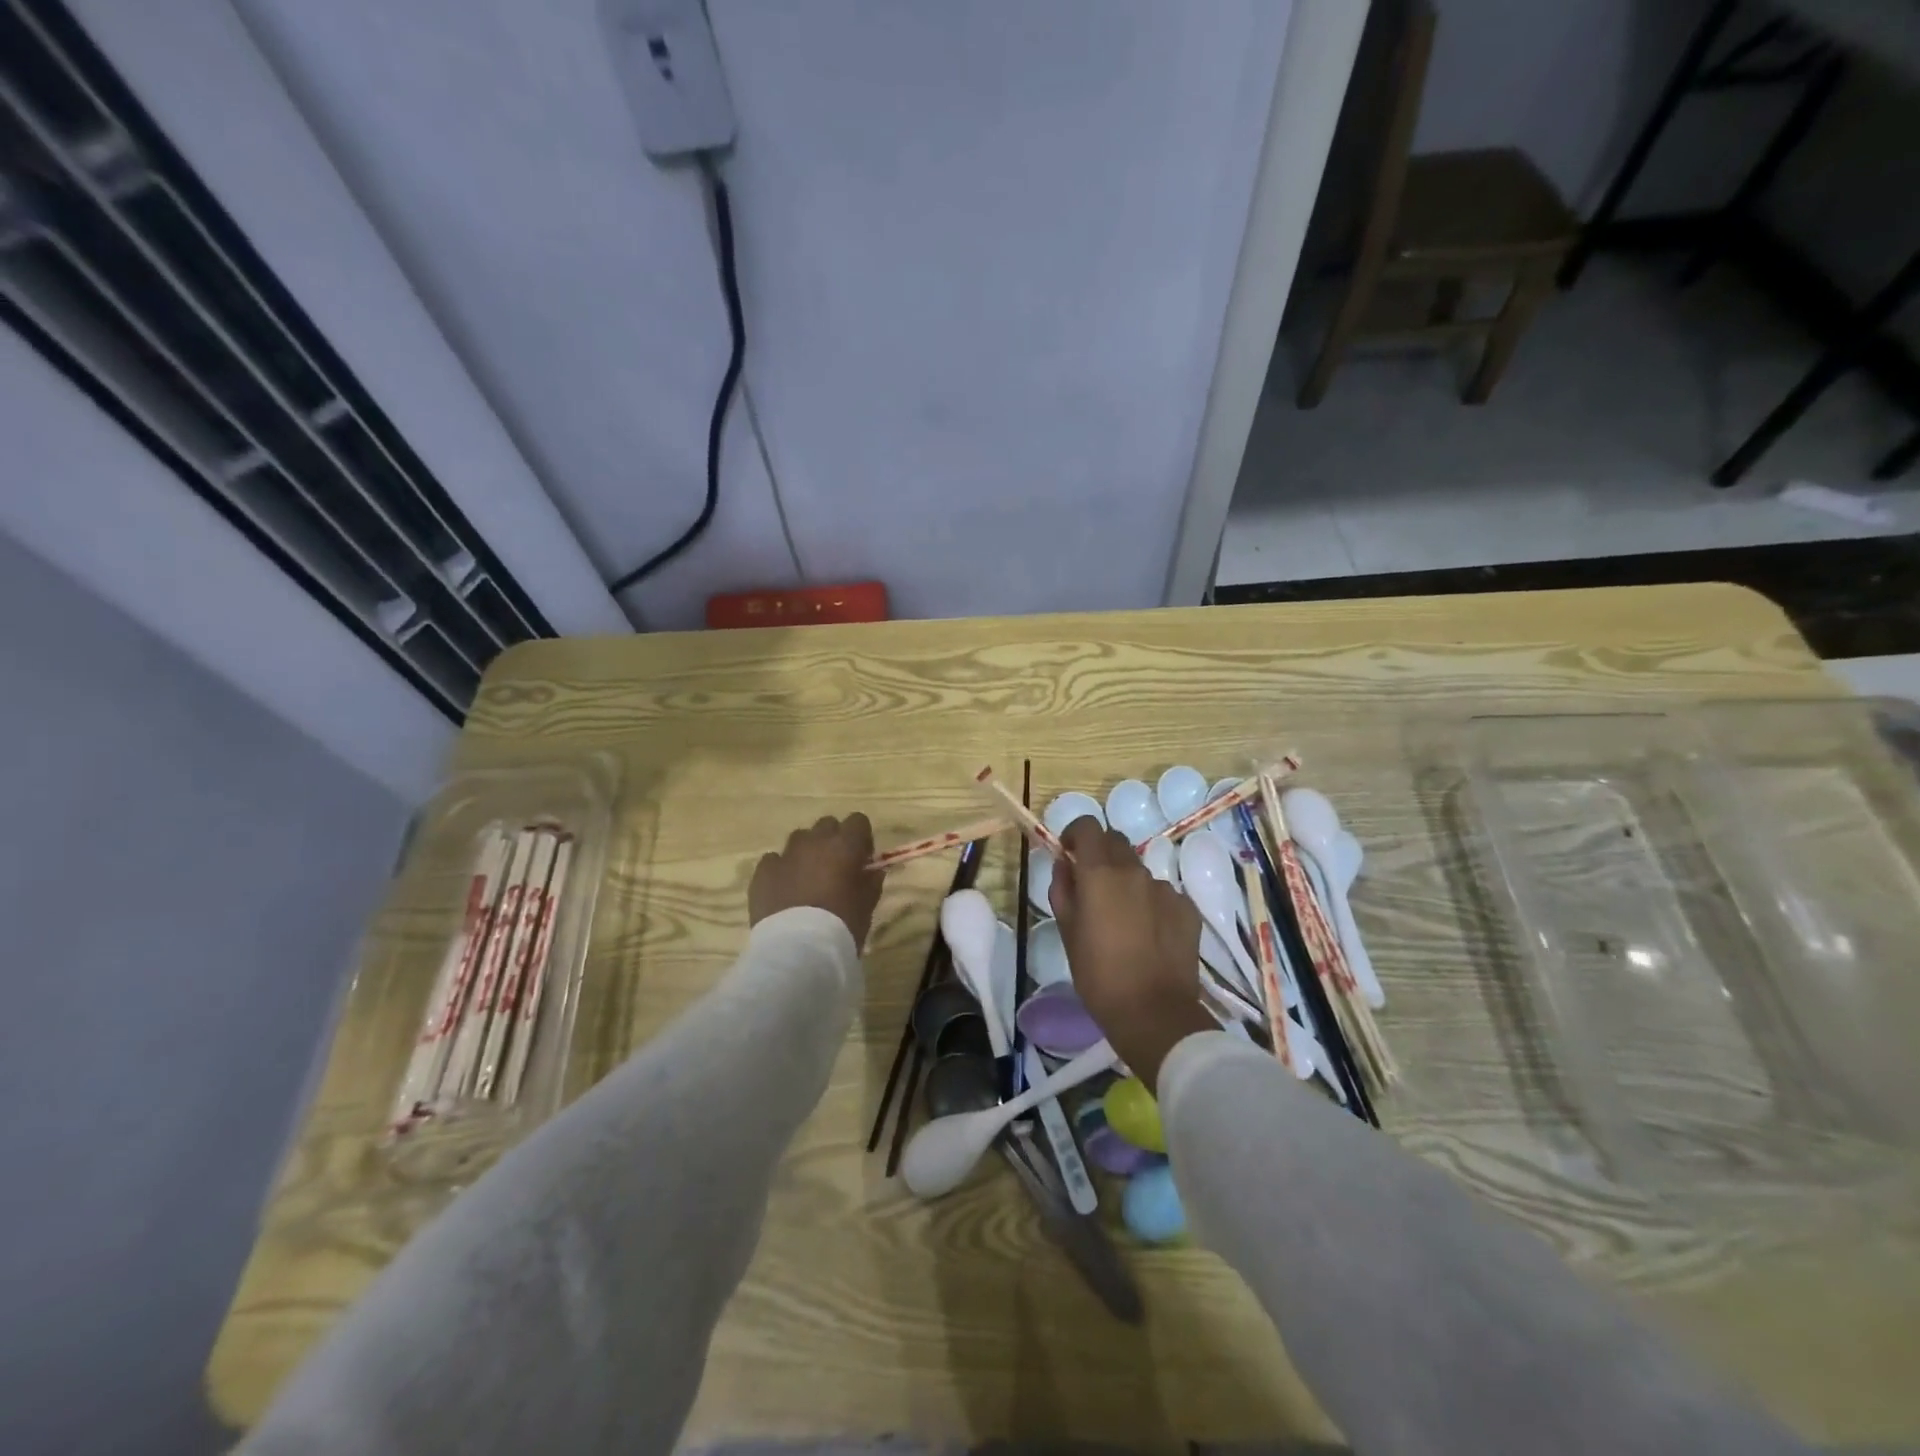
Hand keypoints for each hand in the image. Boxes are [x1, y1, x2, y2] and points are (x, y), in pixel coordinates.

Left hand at [749, 814, 884, 951]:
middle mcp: (815, 842)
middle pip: (827, 825)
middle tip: (835, 868)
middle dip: (833, 840)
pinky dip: (781, 869)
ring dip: (807, 852)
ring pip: (799, 838)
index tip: (861, 859)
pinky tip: (784, 890)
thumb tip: (873, 870)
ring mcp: (785, 854)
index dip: (861, 838)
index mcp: (845, 846)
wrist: (798, 949)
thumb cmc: (842, 925)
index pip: (858, 821)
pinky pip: (774, 860)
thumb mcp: (867, 905)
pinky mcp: (763, 871)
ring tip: (807, 879)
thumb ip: (871, 881)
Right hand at [1049, 817, 1214, 1091]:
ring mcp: (1166, 889)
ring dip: (1126, 882)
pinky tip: (1149, 935)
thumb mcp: (1067, 932)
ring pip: (1140, 871)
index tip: (1069, 853)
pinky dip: (1151, 904)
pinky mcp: (1187, 909)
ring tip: (1122, 920)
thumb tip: (1065, 864)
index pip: (1088, 826)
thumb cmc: (1098, 975)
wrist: (1154, 1013)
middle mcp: (1135, 871)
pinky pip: (1164, 895)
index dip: (1075, 833)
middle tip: (1092, 886)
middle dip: (1101, 854)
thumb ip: (1063, 889)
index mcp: (1100, 873)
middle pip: (1116, 841)